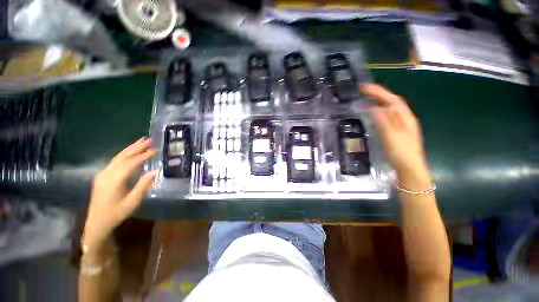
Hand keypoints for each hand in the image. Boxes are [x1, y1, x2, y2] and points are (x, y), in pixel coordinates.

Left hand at [83, 137, 156, 253]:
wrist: (96, 222)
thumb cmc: (116, 213)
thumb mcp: (132, 202)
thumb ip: (143, 186)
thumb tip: (154, 171)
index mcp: (113, 181)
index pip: (130, 163)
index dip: (143, 156)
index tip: (155, 150)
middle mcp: (106, 174)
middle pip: (122, 156)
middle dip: (136, 147)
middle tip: (149, 139)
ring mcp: (102, 174)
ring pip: (117, 157)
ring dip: (130, 148)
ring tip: (141, 141)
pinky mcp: (102, 176)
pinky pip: (115, 161)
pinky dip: (125, 154)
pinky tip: (131, 152)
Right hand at [361, 84, 429, 185]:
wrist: (410, 169)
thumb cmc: (401, 152)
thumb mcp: (391, 135)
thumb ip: (383, 120)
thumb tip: (373, 106)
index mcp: (405, 117)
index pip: (391, 99)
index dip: (378, 91)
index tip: (364, 87)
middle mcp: (405, 118)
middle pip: (392, 101)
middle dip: (378, 94)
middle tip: (363, 91)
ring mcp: (402, 125)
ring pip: (391, 108)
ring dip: (379, 101)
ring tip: (367, 99)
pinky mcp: (397, 132)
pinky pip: (388, 116)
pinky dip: (380, 111)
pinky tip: (374, 114)